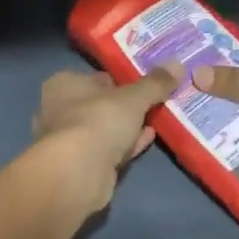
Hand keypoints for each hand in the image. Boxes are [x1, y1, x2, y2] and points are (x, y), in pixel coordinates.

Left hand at [32, 64, 180, 210]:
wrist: (79, 173)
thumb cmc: (99, 120)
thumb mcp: (133, 97)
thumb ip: (155, 83)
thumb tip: (178, 64)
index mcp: (63, 85)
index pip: (96, 77)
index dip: (121, 80)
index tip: (146, 83)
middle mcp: (60, 110)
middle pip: (101, 104)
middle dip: (127, 106)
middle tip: (157, 101)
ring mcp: (69, 141)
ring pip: (106, 129)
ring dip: (129, 126)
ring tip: (158, 118)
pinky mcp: (81, 166)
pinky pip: (110, 150)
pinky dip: (127, 144)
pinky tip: (149, 138)